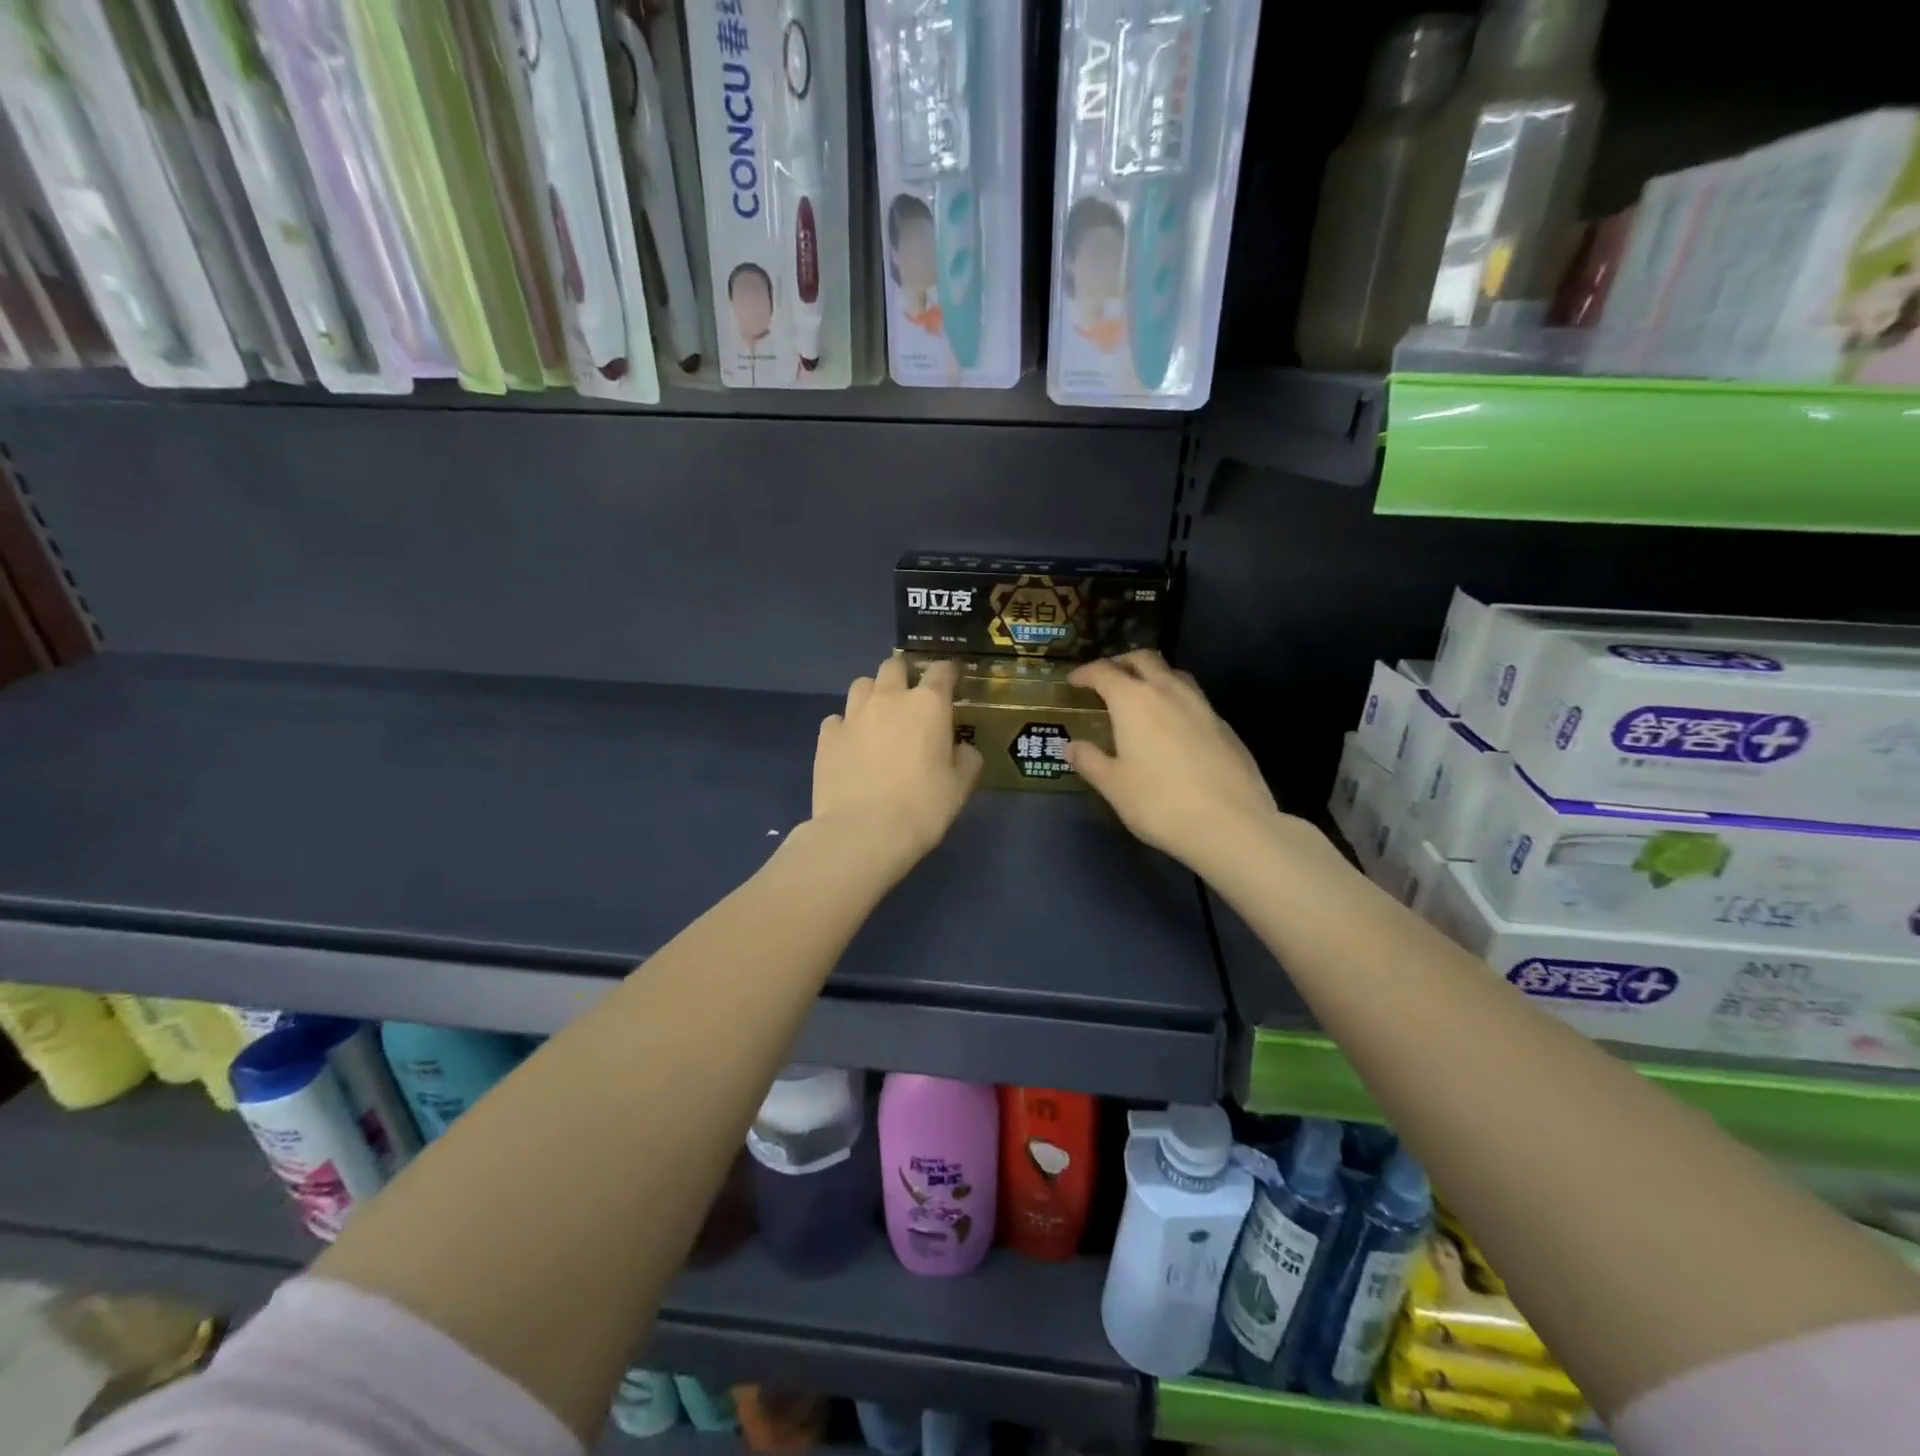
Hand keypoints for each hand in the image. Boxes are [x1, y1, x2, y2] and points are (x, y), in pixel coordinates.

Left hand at [812, 655, 981, 869]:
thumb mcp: (960, 786)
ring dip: (872, 695)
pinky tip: (850, 746)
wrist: (864, 832)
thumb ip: (967, 759)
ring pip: (861, 685)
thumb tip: (962, 749)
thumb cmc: (923, 807)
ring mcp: (853, 715)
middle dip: (903, 676)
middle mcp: (889, 699)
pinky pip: (837, 719)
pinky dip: (846, 727)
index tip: (951, 682)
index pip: (941, 670)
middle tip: (909, 700)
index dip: (948, 673)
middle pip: (893, 666)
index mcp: (928, 705)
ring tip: (877, 718)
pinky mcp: (826, 736)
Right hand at [1066, 651, 1282, 872]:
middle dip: (1121, 662)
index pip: (1104, 671)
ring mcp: (1202, 705)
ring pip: (1174, 674)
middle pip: (1144, 659)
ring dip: (1153, 676)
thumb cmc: (1159, 802)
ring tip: (1140, 697)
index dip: (1085, 673)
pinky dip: (1175, 700)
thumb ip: (1089, 761)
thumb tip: (1071, 746)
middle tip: (1107, 679)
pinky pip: (1194, 698)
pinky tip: (1172, 726)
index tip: (1074, 681)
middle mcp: (1168, 691)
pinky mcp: (1224, 725)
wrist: (1231, 824)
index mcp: (1134, 700)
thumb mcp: (1113, 785)